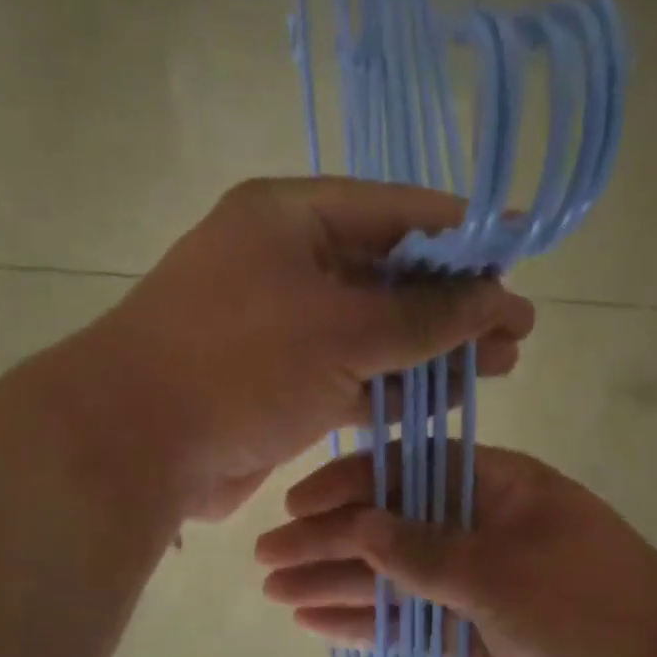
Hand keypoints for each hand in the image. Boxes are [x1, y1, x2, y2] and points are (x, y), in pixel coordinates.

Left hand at [95, 179, 535, 519]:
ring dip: (432, 348)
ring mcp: (281, 327)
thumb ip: (426, 315)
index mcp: (291, 220)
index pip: (395, 211)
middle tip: (517, 329)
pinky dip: (395, 385)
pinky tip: (445, 396)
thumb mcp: (343, 331)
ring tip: (500, 365)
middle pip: (388, 274)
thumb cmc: (239, 363)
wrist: (136, 445)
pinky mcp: (280, 382)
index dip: (464, 233)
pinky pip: (351, 374)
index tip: (521, 250)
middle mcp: (285, 264)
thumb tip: (497, 299)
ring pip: (374, 331)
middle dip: (455, 302)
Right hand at [254, 445, 656, 656]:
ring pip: (391, 576)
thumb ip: (422, 550)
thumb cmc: (588, 606)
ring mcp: (470, 581)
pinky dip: (366, 622)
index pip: (408, 470)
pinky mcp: (467, 630)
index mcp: (495, 486)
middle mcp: (477, 526)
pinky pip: (407, 619)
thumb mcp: (501, 571)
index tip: (297, 507)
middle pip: (389, 525)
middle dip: (328, 541)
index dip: (349, 485)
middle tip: (268, 559)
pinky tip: (317, 622)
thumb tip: (355, 525)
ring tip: (276, 591)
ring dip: (336, 583)